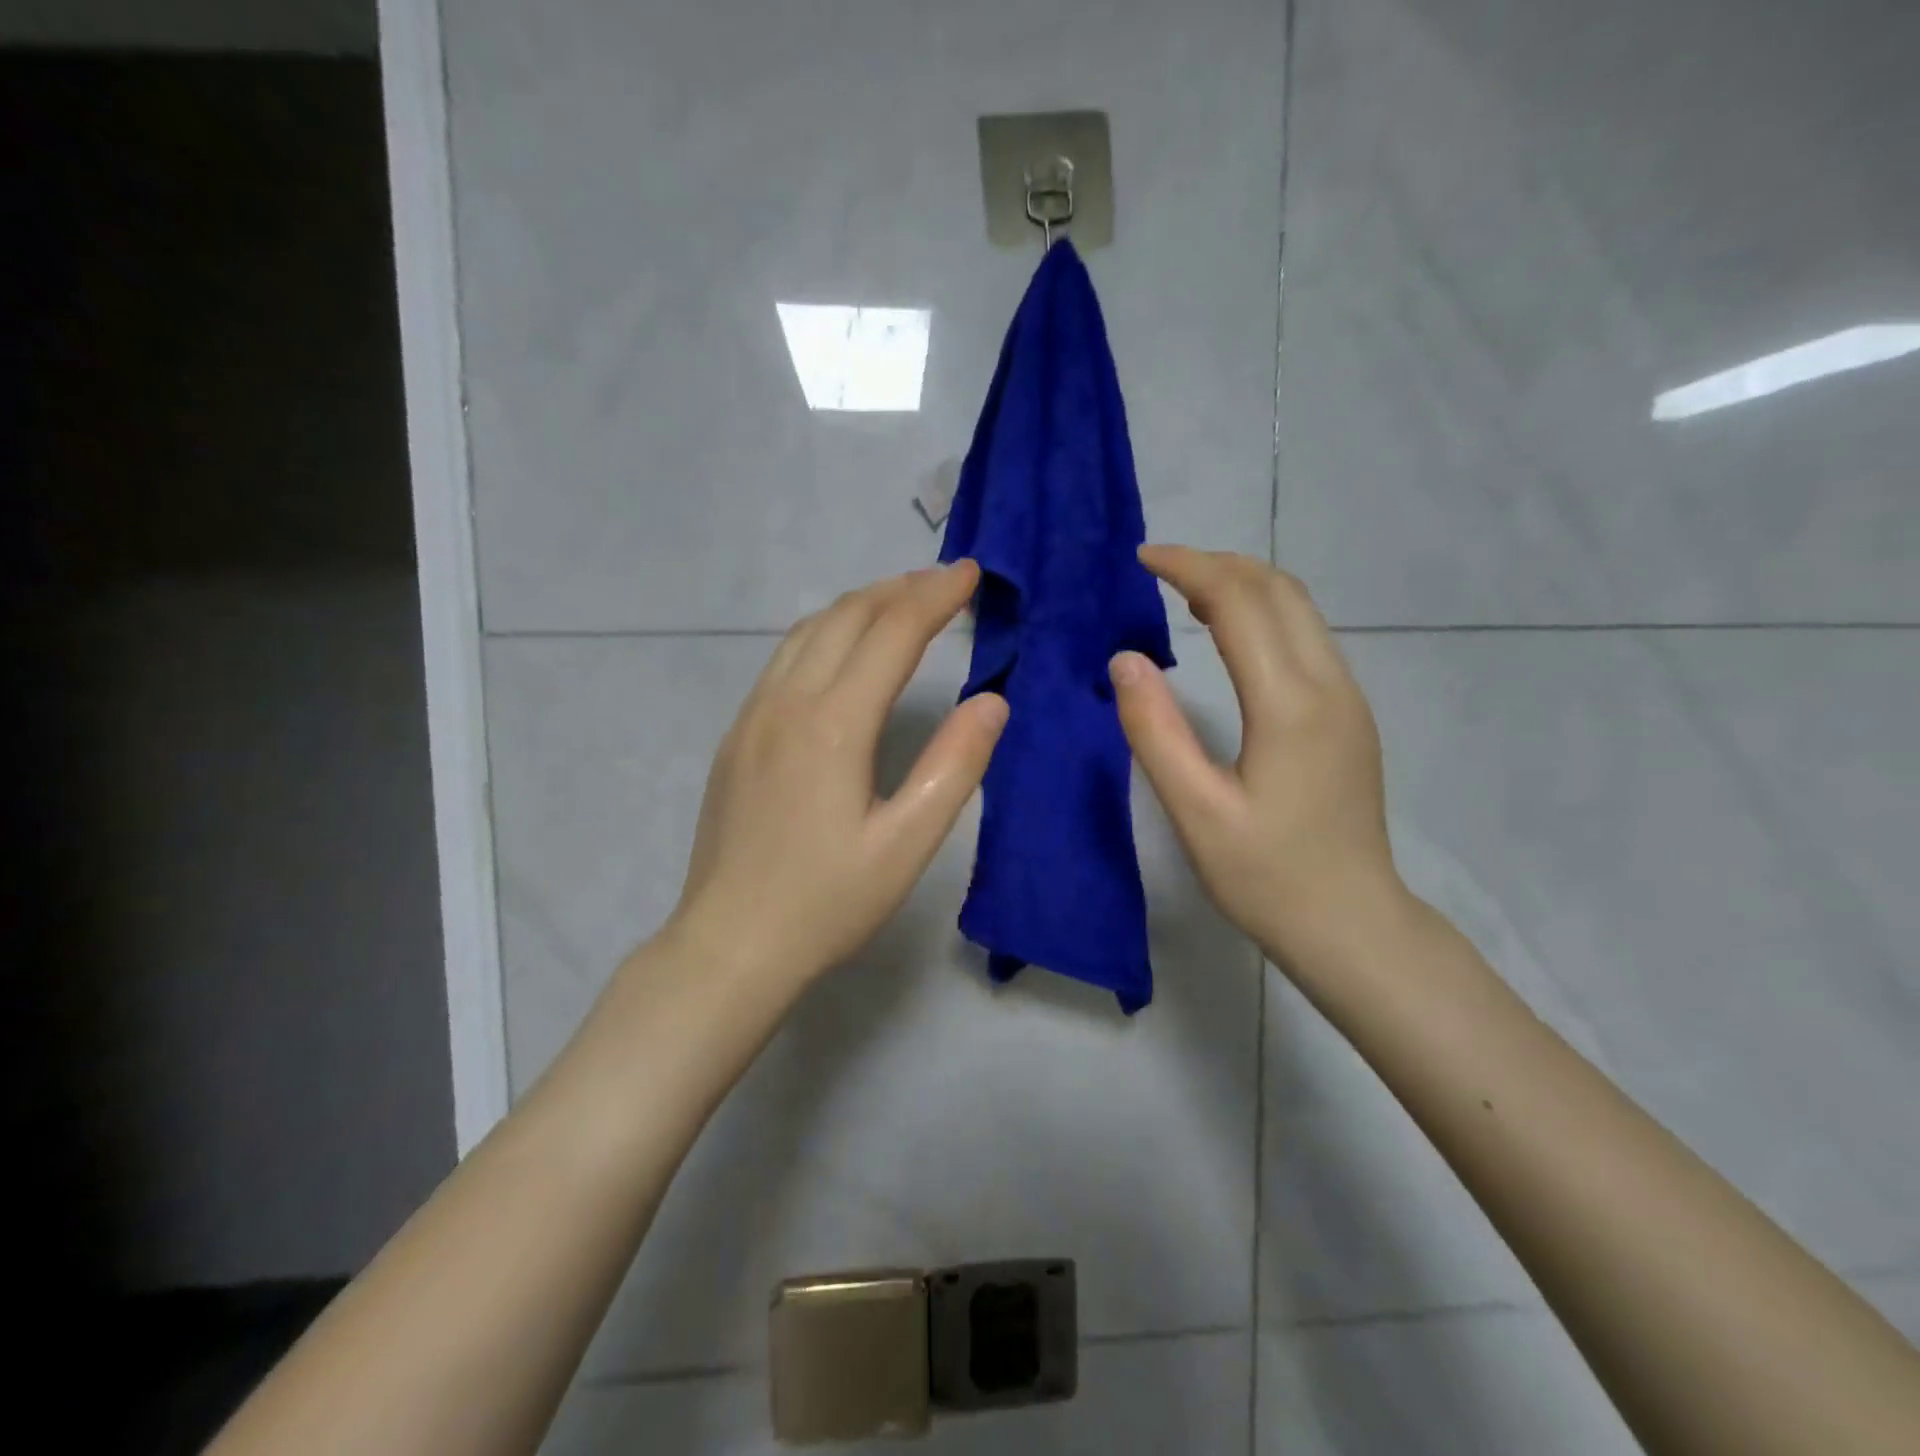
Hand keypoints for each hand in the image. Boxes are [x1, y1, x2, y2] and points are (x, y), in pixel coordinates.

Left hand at [668, 561, 1007, 986]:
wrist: (728, 944)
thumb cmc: (826, 902)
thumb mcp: (906, 844)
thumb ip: (953, 766)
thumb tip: (991, 701)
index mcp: (832, 724)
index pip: (892, 633)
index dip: (936, 597)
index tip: (972, 574)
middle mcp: (786, 703)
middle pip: (846, 617)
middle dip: (900, 588)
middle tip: (946, 581)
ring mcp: (752, 717)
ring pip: (808, 632)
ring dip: (859, 605)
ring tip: (901, 602)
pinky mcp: (737, 737)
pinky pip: (784, 660)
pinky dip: (826, 634)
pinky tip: (843, 652)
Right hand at [1109, 546, 1403, 964]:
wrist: (1351, 923)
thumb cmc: (1266, 875)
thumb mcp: (1196, 811)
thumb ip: (1155, 731)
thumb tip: (1124, 660)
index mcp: (1289, 703)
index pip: (1241, 602)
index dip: (1190, 568)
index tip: (1142, 559)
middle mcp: (1329, 685)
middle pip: (1279, 590)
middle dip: (1218, 564)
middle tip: (1159, 570)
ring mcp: (1347, 699)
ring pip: (1300, 610)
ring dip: (1244, 585)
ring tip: (1186, 594)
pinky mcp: (1348, 716)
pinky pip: (1307, 638)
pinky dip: (1264, 615)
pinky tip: (1230, 636)